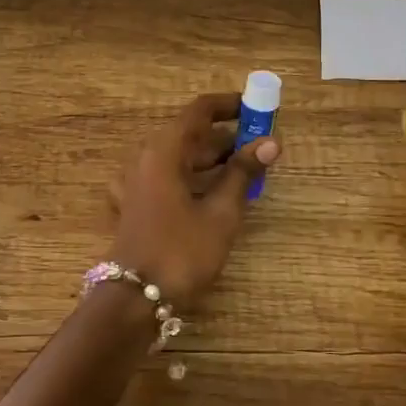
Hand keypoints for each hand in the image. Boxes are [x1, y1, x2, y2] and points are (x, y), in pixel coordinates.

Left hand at [108, 92, 279, 304]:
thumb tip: (270, 143)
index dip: (229, 105)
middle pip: (189, 134)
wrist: (135, 299)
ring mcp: (136, 182)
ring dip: (210, 159)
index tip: (256, 109)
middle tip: (259, 147)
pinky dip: (192, 178)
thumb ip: (243, 174)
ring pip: (178, 158)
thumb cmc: (181, 252)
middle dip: (225, 137)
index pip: (199, 111)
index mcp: (164, 151)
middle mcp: (145, 159)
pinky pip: (168, 178)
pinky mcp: (135, 204)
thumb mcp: (220, 213)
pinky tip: (210, 194)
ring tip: (245, 171)